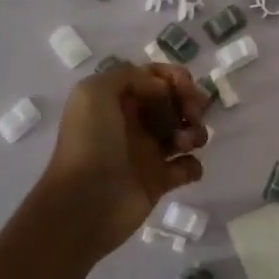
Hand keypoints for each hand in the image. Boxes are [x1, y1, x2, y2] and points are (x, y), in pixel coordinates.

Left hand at [40, 63, 209, 255]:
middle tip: (192, 115)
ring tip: (186, 143)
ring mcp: (147, 152)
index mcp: (118, 100)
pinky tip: (184, 167)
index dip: (174, 78)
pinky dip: (193, 165)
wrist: (84, 202)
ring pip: (184, 132)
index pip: (155, 78)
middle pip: (174, 102)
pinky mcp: (158, 181)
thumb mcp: (94, 92)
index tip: (185, 87)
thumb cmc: (89, 143)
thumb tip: (162, 89)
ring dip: (195, 131)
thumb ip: (129, 76)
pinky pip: (187, 167)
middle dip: (190, 102)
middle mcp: (134, 123)